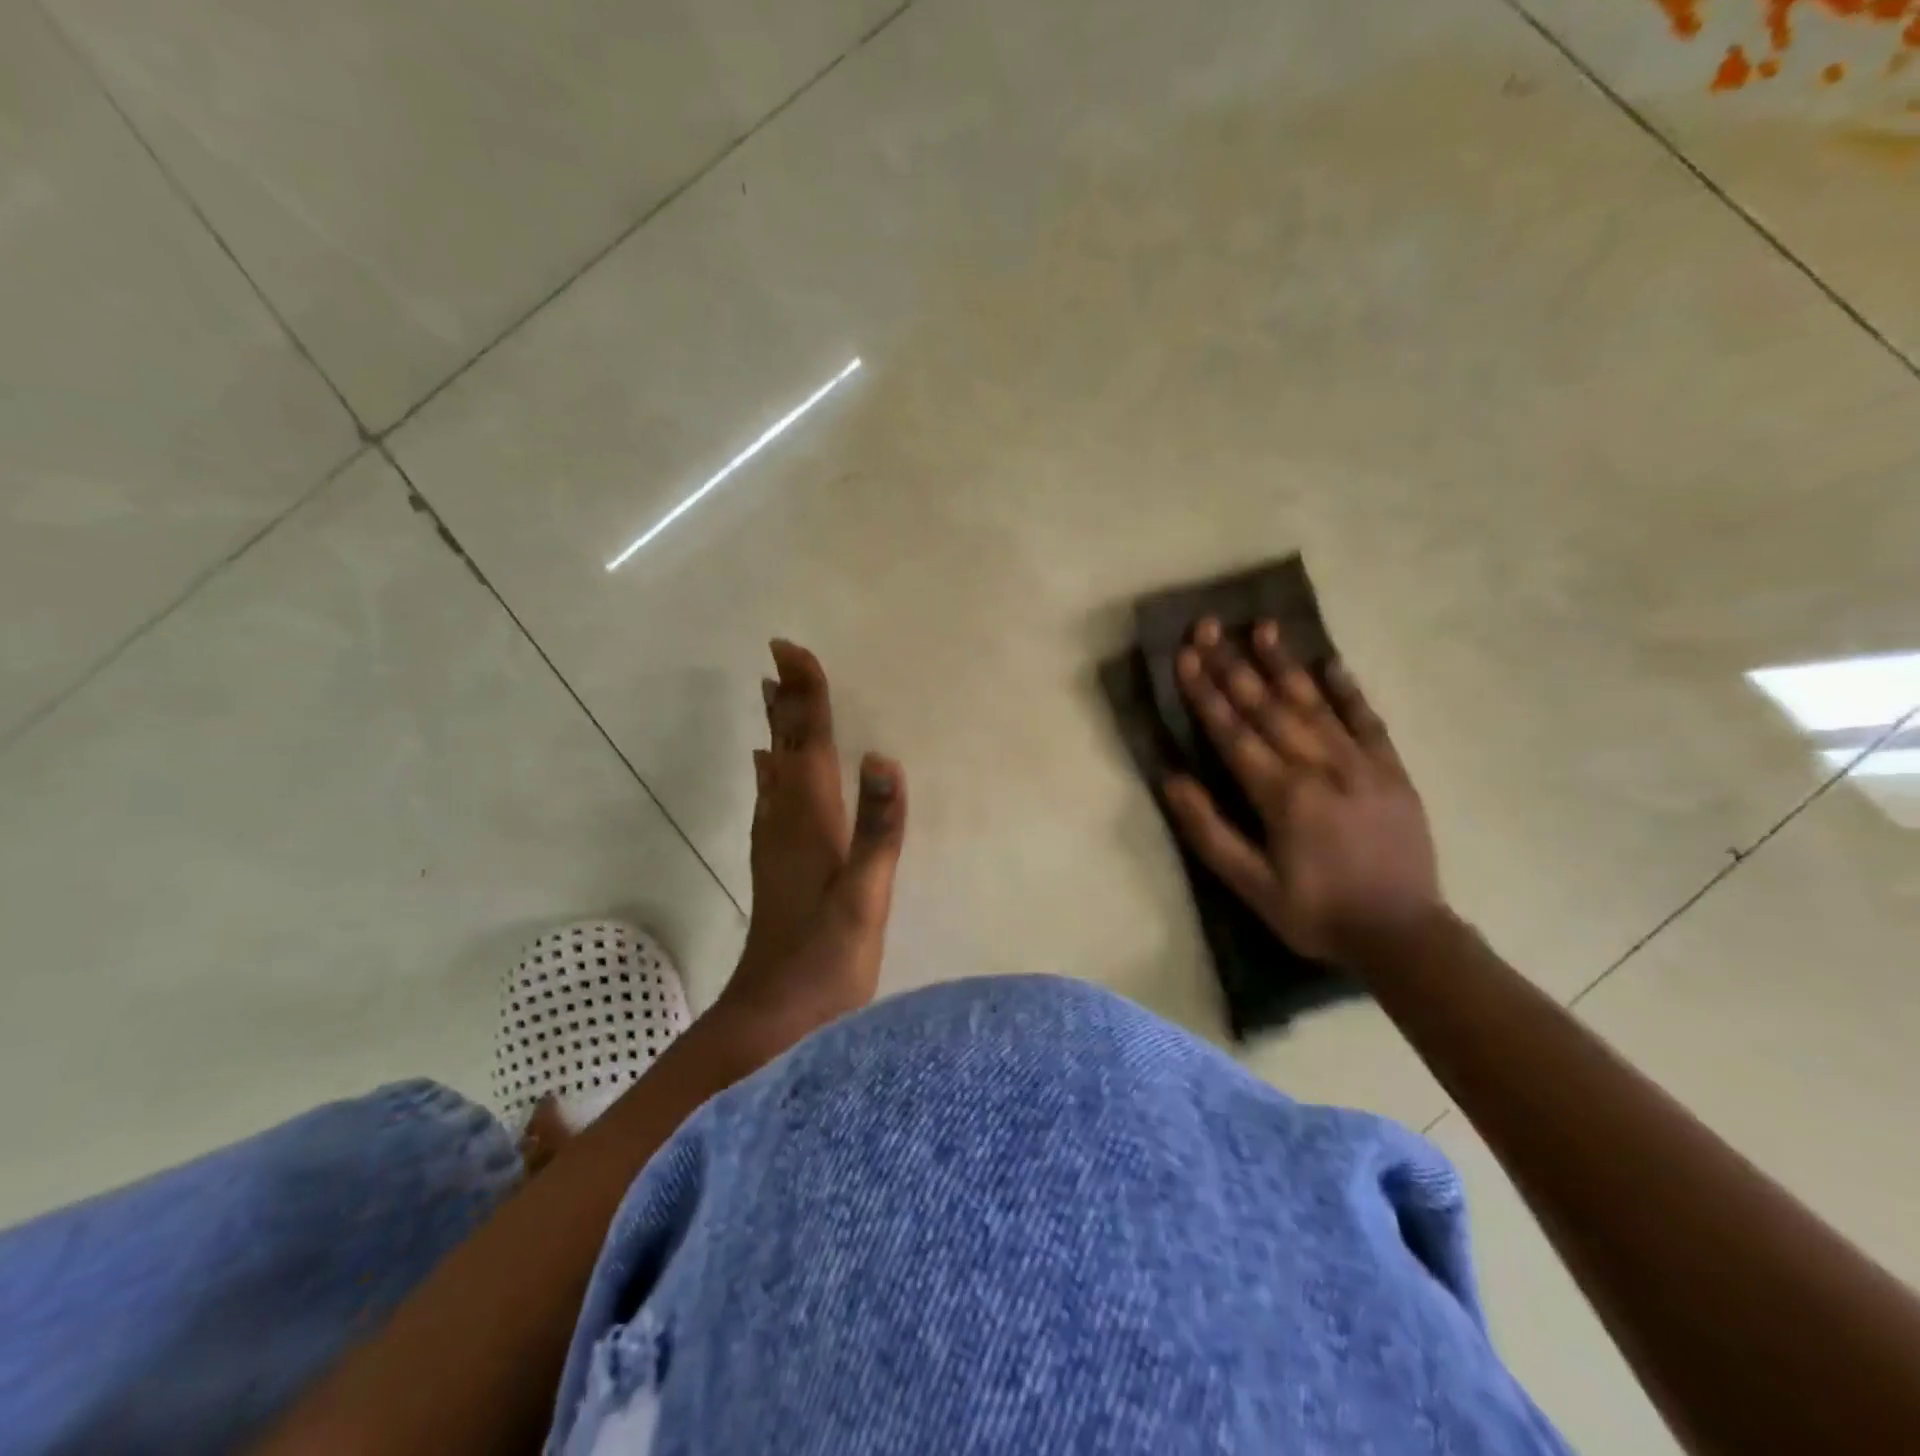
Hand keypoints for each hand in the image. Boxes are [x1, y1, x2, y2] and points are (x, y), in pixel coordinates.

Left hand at [712, 641, 906, 1047]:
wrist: (774, 1019)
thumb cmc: (826, 959)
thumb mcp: (864, 896)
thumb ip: (878, 828)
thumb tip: (883, 756)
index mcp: (810, 821)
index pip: (807, 743)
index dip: (803, 696)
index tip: (789, 649)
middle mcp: (785, 822)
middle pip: (785, 748)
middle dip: (786, 702)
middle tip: (778, 659)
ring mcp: (775, 845)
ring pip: (774, 771)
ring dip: (776, 730)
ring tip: (772, 696)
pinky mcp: (775, 865)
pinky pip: (771, 799)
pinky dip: (771, 771)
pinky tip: (767, 769)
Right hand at [1164, 618, 1441, 967]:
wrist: (1403, 934)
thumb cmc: (1316, 913)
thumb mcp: (1250, 885)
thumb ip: (1209, 831)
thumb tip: (1171, 780)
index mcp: (1281, 795)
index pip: (1232, 732)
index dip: (1205, 692)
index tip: (1184, 655)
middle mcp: (1319, 767)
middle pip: (1268, 707)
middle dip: (1234, 664)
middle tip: (1211, 626)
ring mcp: (1361, 764)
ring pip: (1315, 704)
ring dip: (1285, 664)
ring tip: (1264, 627)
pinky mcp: (1391, 771)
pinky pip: (1367, 721)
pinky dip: (1349, 690)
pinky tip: (1332, 663)